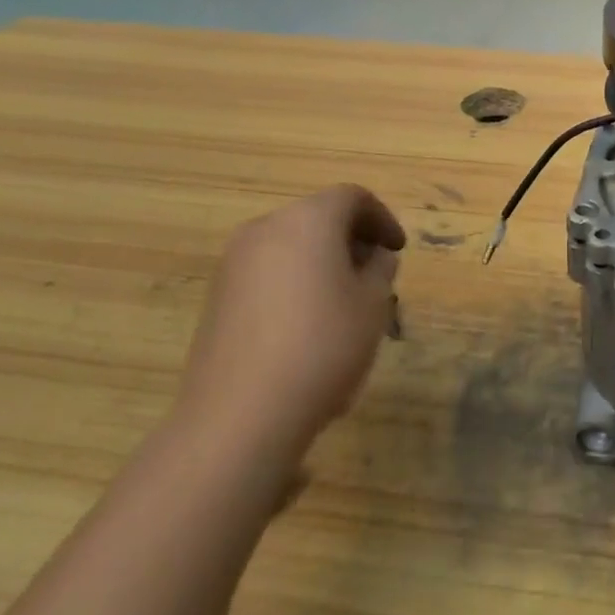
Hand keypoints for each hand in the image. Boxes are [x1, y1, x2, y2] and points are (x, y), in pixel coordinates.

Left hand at [175, 185, 405, 476]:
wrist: (239, 416)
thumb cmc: (322, 347)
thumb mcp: (373, 305)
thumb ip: (380, 269)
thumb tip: (374, 257)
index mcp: (309, 220)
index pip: (352, 198)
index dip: (382, 219)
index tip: (397, 250)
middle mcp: (266, 229)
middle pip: (317, 217)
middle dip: (350, 238)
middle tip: (375, 272)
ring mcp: (234, 263)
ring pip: (290, 245)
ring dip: (321, 261)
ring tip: (343, 301)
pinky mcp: (217, 297)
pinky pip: (267, 272)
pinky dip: (293, 281)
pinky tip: (306, 324)